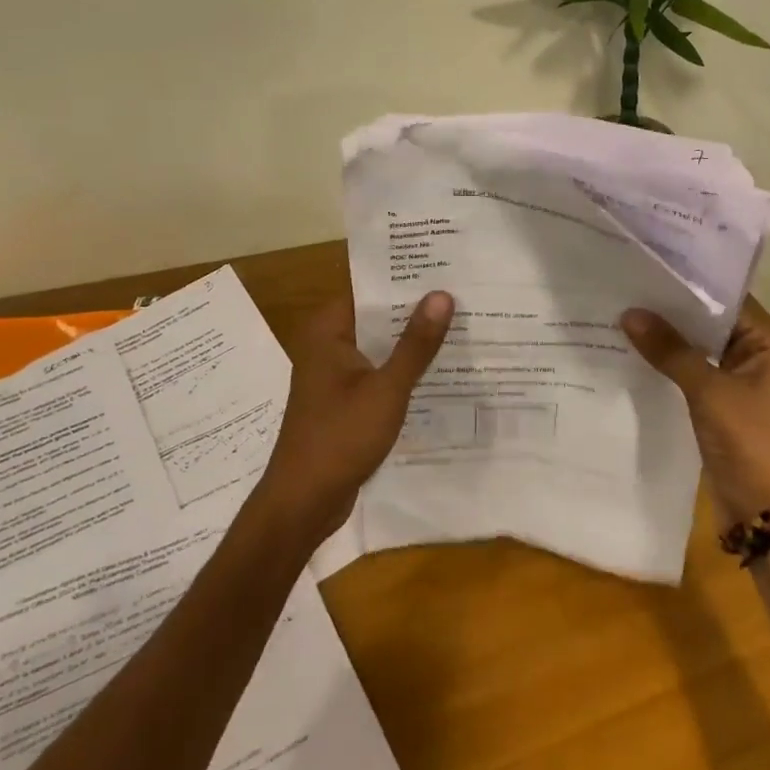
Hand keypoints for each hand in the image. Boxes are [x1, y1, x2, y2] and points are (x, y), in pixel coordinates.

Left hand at [254, 288, 454, 543]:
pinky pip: (379, 373)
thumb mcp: (386, 389)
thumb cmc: (340, 438)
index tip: (445, 267)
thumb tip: (442, 295)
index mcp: (328, 331)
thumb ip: (416, 344)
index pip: (370, 289)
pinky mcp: (345, 401)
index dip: (406, 278)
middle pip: (377, 316)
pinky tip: (442, 370)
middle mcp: (328, 345)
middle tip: (465, 294)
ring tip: (463, 325)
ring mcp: (335, 375)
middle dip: (416, 310)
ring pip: (380, 346)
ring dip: (412, 342)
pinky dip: (404, 370)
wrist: (303, 502)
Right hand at [620, 298, 769, 523]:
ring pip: (703, 346)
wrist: (765, 511)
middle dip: (672, 313)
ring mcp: (749, 375)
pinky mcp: (731, 398)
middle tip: (626, 290)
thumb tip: (629, 313)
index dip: (685, 288)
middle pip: (713, 321)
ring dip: (671, 338)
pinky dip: (674, 362)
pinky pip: (699, 369)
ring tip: (624, 314)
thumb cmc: (749, 441)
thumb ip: (670, 350)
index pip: (726, 300)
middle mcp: (768, 350)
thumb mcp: (707, 390)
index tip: (645, 272)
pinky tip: (637, 349)